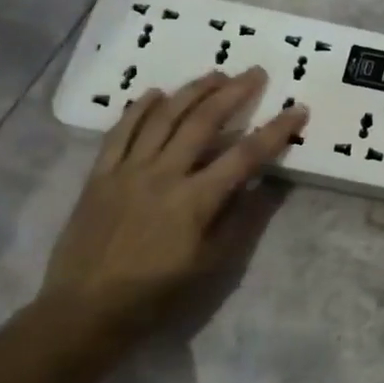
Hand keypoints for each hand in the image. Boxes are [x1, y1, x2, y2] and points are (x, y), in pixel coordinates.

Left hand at [41, 67, 306, 334]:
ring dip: (192, 91)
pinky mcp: (100, 174)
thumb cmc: (157, 293)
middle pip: (204, 122)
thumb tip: (267, 185)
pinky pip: (120, 131)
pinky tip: (156, 93)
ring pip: (164, 117)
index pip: (246, 155)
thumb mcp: (212, 264)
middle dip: (234, 93)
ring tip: (215, 73)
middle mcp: (163, 174)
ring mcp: (128, 170)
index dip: (276, 131)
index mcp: (196, 200)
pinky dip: (140, 109)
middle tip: (255, 73)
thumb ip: (241, 220)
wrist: (86, 309)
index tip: (298, 110)